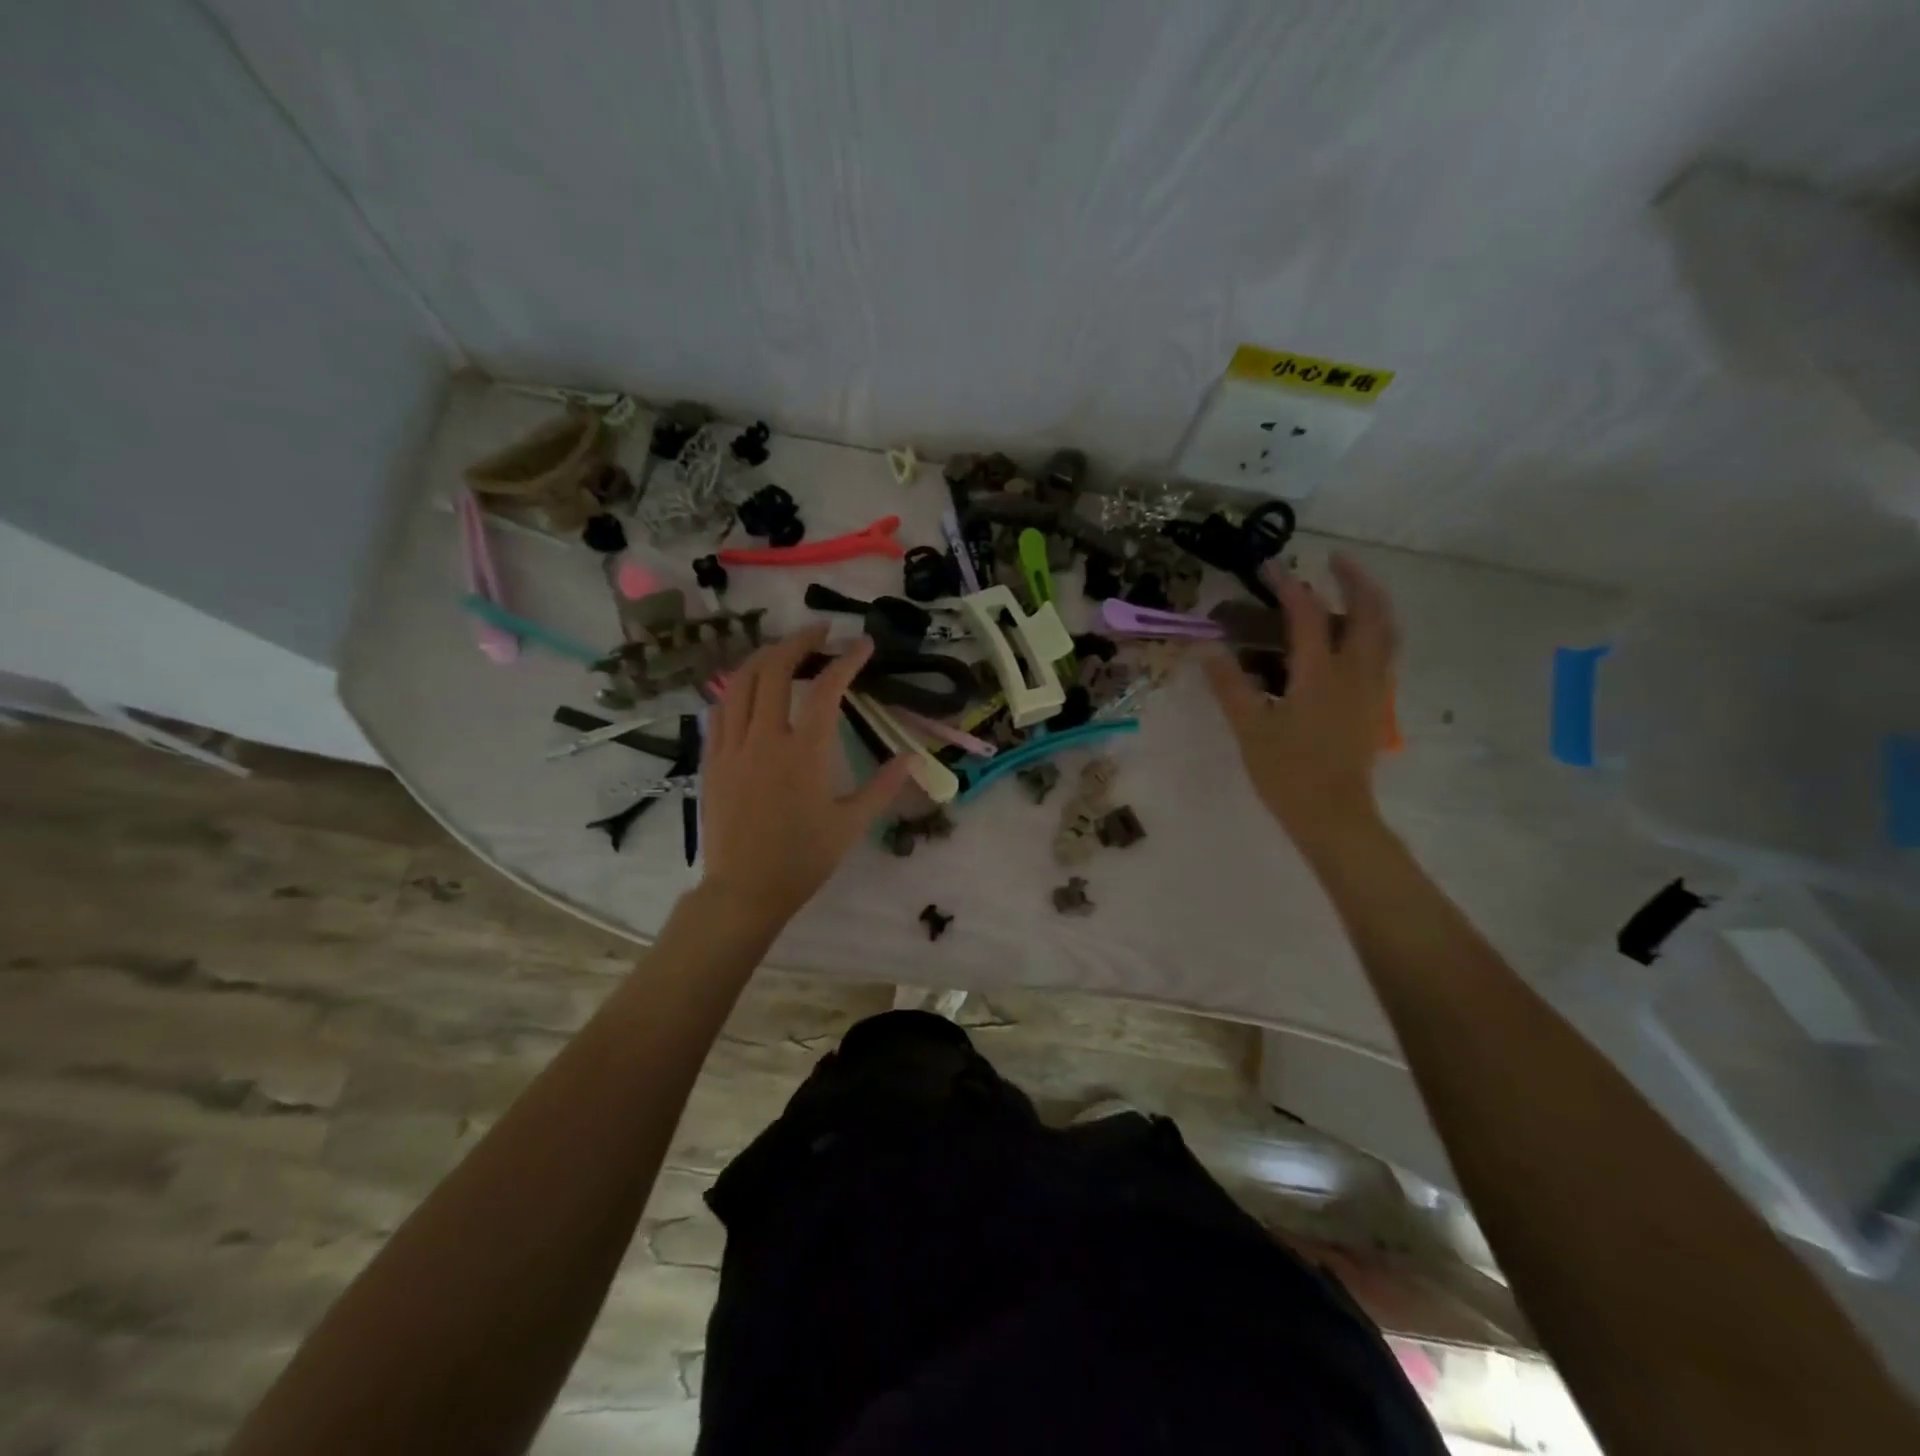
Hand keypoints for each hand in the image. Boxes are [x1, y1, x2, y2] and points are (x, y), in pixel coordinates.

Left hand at [699, 624, 912, 931]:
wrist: (744, 890)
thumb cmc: (803, 859)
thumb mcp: (851, 824)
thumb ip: (883, 786)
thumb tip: (910, 757)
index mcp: (804, 753)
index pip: (826, 689)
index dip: (847, 660)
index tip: (863, 645)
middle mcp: (765, 738)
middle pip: (776, 669)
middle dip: (800, 641)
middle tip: (821, 632)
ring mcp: (732, 746)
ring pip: (741, 682)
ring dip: (765, 656)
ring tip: (785, 649)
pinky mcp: (711, 759)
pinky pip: (720, 708)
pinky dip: (738, 686)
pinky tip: (750, 686)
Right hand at [1205, 553, 1397, 856]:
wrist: (1334, 815)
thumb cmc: (1288, 773)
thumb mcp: (1249, 728)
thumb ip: (1229, 684)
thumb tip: (1206, 646)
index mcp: (1321, 674)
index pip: (1307, 614)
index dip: (1288, 585)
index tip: (1269, 566)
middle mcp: (1355, 672)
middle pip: (1369, 611)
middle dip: (1354, 578)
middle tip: (1334, 559)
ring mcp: (1372, 688)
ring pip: (1386, 631)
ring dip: (1371, 601)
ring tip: (1351, 589)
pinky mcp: (1375, 705)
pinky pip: (1384, 652)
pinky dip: (1374, 630)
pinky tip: (1354, 638)